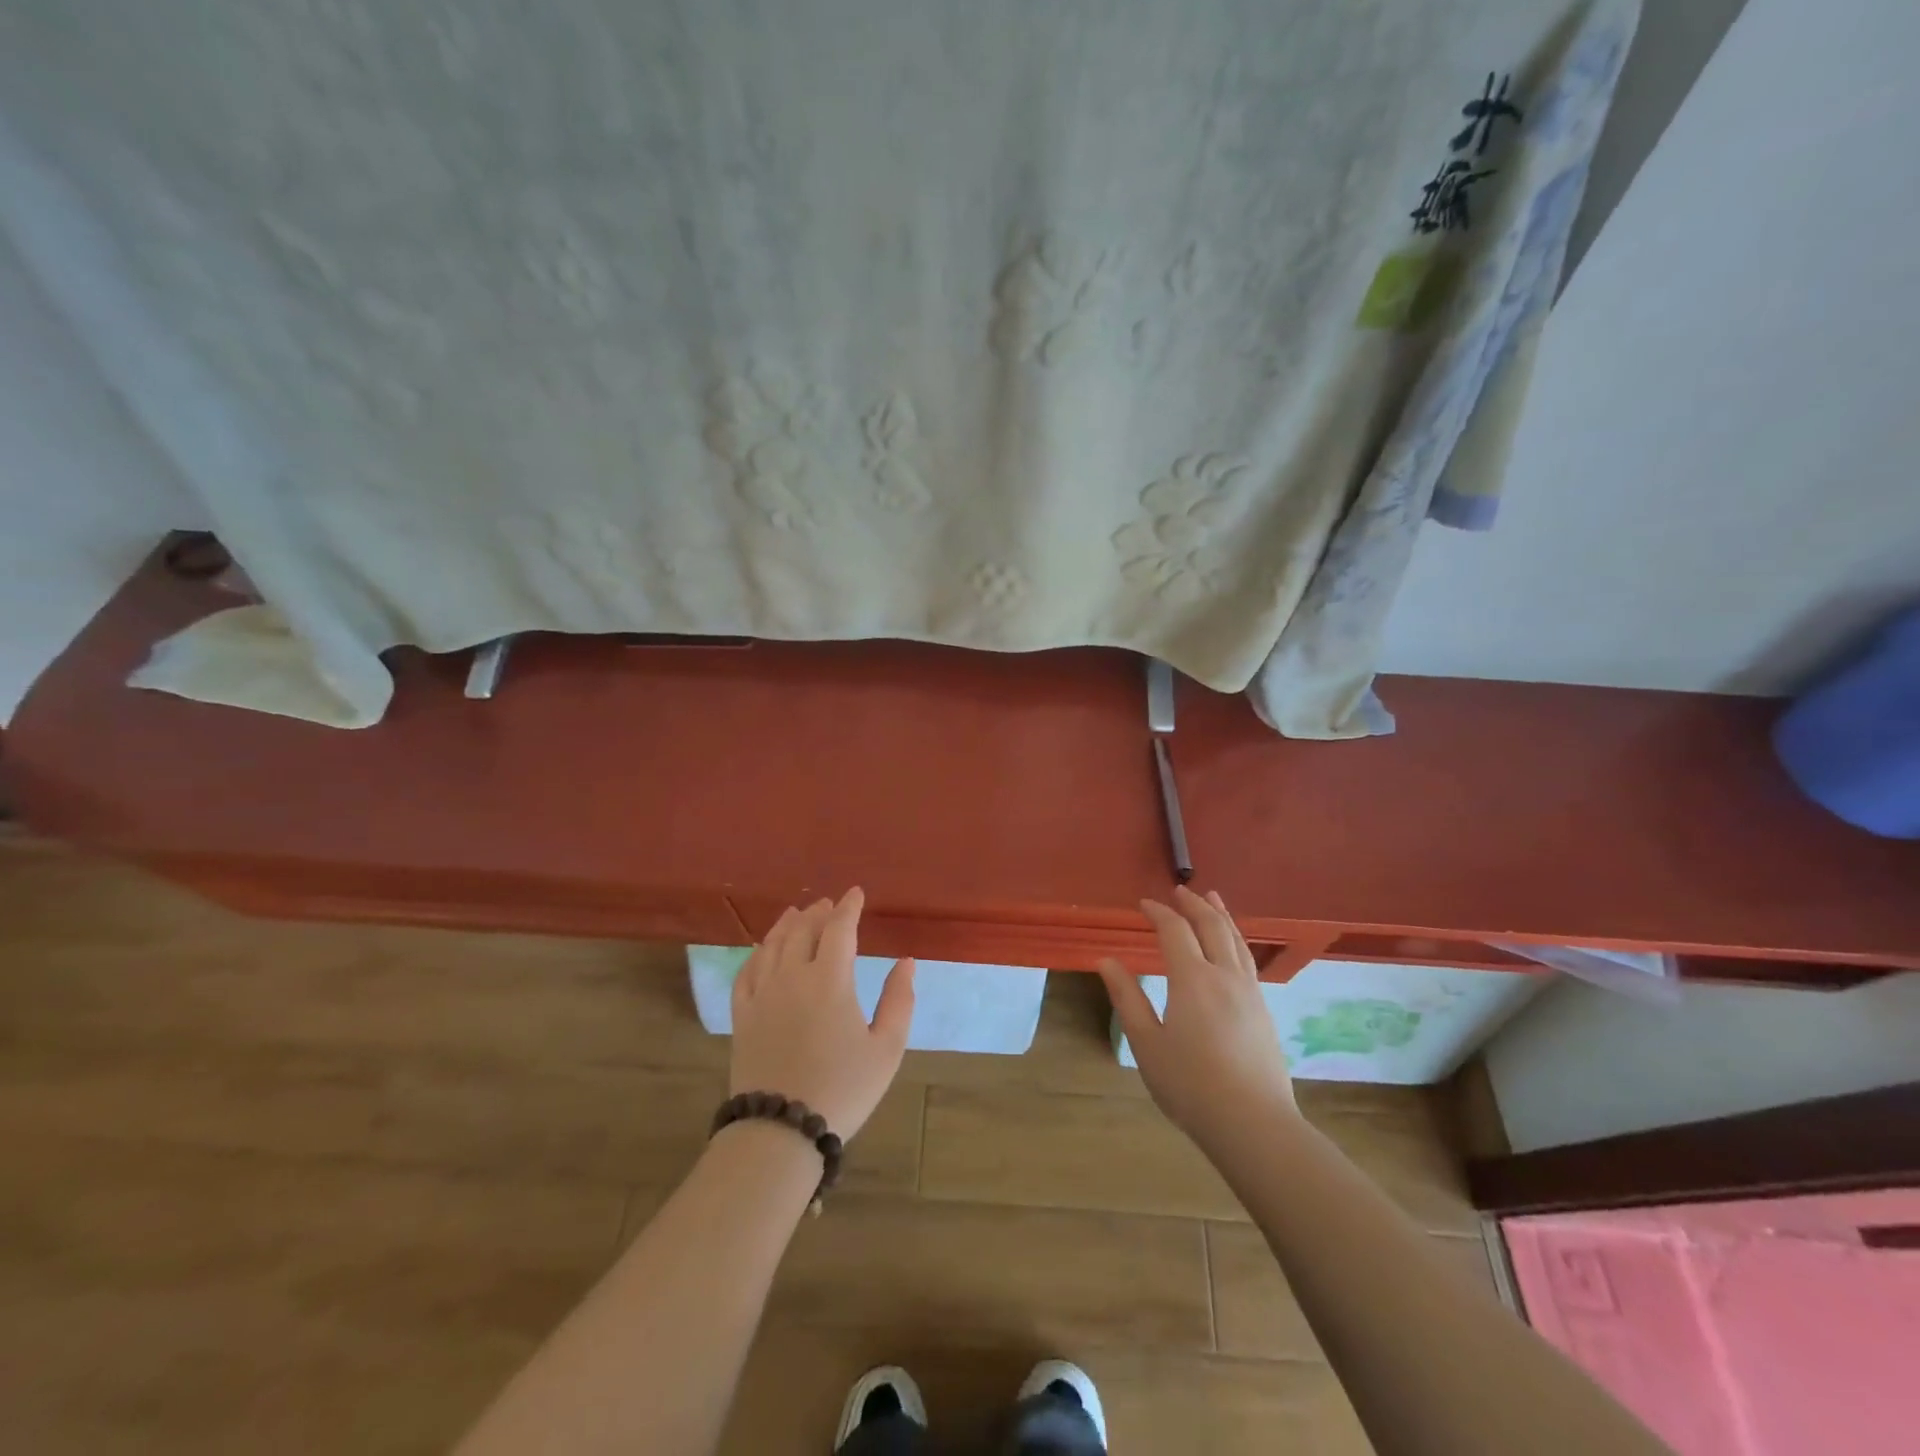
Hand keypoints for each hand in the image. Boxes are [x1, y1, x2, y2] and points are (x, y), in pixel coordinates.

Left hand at [729, 887, 914, 1138]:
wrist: (781, 1130)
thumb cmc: (843, 1089)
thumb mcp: (886, 1048)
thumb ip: (899, 1000)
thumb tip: (906, 961)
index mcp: (830, 979)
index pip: (839, 929)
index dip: (849, 907)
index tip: (856, 893)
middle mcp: (793, 976)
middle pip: (803, 930)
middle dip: (818, 912)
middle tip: (828, 904)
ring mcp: (762, 994)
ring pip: (772, 945)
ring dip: (787, 924)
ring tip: (796, 913)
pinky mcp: (742, 1016)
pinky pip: (746, 971)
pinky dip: (757, 953)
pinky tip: (762, 950)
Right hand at [1098, 885, 1295, 1147]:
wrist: (1253, 1124)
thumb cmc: (1190, 1084)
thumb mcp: (1146, 1043)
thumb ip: (1127, 998)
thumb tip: (1107, 961)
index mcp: (1192, 979)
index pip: (1175, 930)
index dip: (1159, 912)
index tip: (1144, 904)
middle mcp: (1225, 975)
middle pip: (1212, 926)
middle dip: (1194, 904)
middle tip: (1180, 890)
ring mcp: (1250, 992)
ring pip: (1236, 940)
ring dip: (1221, 915)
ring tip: (1213, 899)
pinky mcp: (1263, 1010)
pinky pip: (1248, 958)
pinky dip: (1236, 939)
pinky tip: (1233, 946)